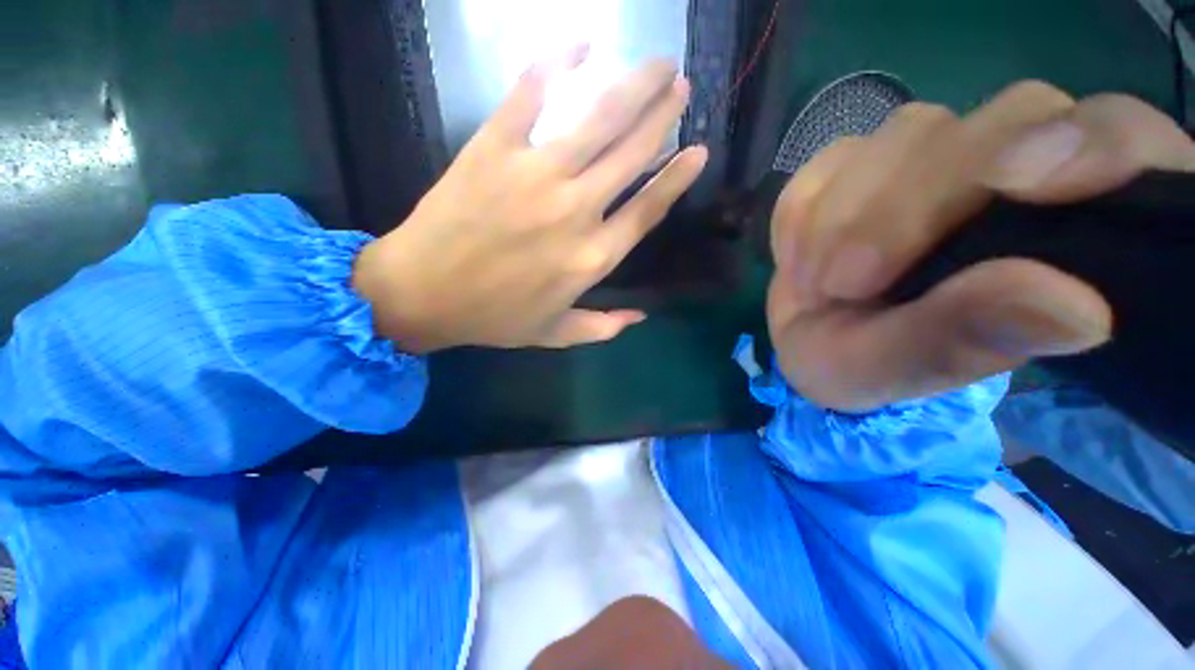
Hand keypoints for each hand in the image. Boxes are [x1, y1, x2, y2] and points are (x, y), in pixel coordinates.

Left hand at [353, 48, 706, 352]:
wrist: (422, 294)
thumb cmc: (493, 317)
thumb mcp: (555, 333)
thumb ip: (602, 327)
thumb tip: (641, 317)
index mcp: (592, 258)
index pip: (647, 210)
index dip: (675, 178)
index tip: (697, 150)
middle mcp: (575, 212)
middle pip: (632, 154)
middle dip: (663, 115)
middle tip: (682, 86)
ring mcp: (536, 175)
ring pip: (599, 120)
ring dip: (634, 86)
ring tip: (658, 64)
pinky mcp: (494, 148)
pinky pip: (530, 95)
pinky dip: (557, 64)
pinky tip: (580, 45)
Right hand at [768, 82, 1194, 410]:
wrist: (806, 338)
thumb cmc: (866, 364)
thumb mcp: (904, 369)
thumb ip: (969, 337)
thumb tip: (1077, 309)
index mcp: (1067, 227)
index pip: (1120, 139)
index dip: (1091, 142)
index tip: (1018, 187)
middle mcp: (1011, 168)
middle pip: (1004, 121)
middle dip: (909, 206)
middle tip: (845, 285)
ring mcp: (928, 154)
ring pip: (908, 133)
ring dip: (842, 218)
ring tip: (816, 286)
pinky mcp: (855, 161)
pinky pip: (828, 164)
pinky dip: (800, 217)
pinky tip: (800, 262)